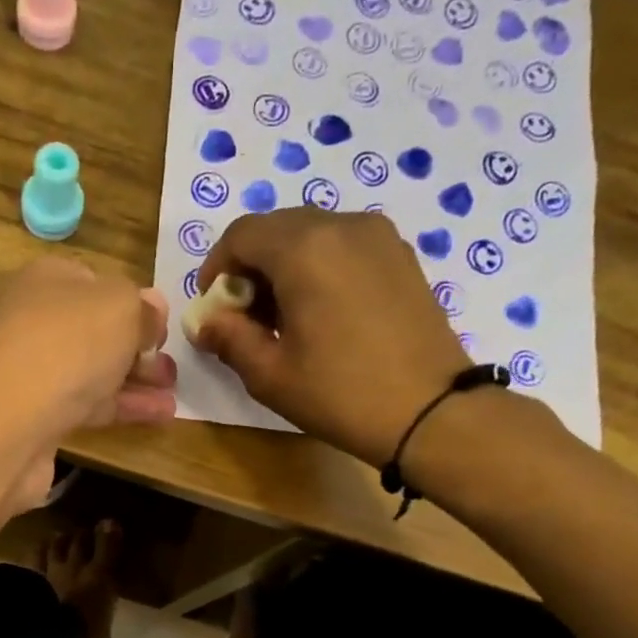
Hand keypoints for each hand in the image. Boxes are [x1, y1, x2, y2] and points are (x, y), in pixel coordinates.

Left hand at [0, 256, 176, 512]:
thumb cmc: (69, 345)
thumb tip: (153, 310)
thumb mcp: (120, 308)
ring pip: (95, 371)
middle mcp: (37, 322)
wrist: (8, 421)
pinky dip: (123, 407)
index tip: (163, 327)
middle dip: (138, 347)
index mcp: (49, 282)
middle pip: (96, 331)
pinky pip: (89, 405)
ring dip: (136, 381)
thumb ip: (143, 308)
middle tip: (171, 367)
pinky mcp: (39, 417)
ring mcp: (35, 372)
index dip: (132, 303)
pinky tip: (160, 414)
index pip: (95, 284)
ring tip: (174, 394)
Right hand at [191, 210, 472, 467]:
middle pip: (277, 228)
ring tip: (283, 318)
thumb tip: (205, 322)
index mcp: (304, 249)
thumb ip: (229, 338)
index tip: (213, 306)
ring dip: (284, 266)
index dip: (217, 267)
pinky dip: (319, 267)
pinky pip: (344, 246)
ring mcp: (378, 237)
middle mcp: (342, 226)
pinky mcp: (401, 256)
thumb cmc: (340, 394)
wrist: (431, 411)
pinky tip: (321, 313)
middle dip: (251, 266)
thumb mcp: (270, 374)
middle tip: (245, 316)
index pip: (241, 234)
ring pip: (312, 234)